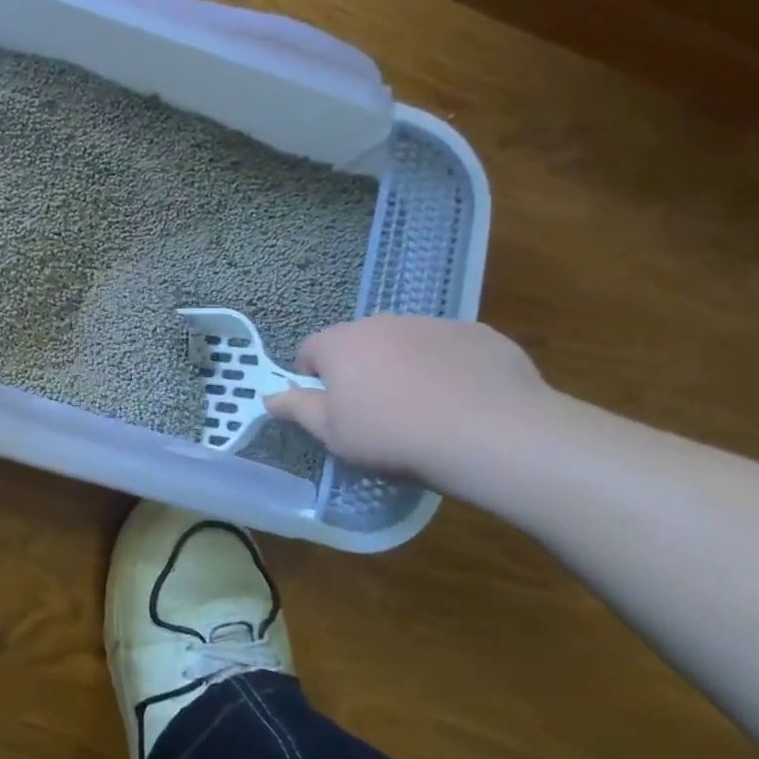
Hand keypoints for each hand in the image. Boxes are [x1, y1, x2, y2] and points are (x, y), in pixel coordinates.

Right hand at [264, 316, 547, 480]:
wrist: (490, 434)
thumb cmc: (393, 436)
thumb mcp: (333, 434)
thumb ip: (298, 409)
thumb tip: (268, 396)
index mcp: (341, 344)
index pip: (310, 351)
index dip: (314, 381)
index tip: (331, 409)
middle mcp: (382, 322)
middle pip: (358, 343)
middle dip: (361, 370)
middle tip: (376, 412)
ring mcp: (433, 323)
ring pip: (405, 343)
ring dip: (404, 366)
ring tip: (424, 409)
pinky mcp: (479, 334)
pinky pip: (450, 349)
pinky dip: (448, 368)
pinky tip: (463, 402)